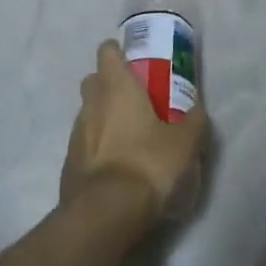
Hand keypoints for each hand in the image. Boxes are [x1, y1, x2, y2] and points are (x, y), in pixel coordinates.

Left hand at [60, 40, 205, 228]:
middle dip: (110, 84)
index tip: (135, 61)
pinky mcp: (69, 163)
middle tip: (136, 99)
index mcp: (116, 87)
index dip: (119, 52)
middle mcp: (91, 103)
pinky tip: (116, 164)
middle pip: (94, 80)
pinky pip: (84, 143)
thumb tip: (196, 110)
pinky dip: (97, 146)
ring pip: (88, 113)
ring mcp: (75, 134)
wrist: (106, 213)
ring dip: (104, 117)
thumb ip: (193, 120)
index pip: (107, 52)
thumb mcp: (186, 142)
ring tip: (129, 136)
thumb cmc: (148, 163)